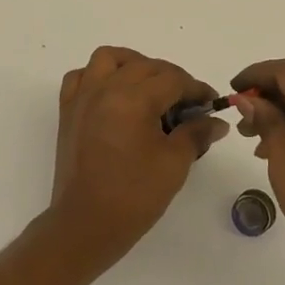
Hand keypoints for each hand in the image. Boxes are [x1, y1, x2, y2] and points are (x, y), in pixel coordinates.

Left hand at [49, 46, 226, 262]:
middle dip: (172, 78)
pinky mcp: (68, 111)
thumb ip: (195, 134)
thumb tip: (215, 121)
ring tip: (149, 87)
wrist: (85, 225)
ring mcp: (82, 98)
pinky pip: (80, 77)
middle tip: (187, 104)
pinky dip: (97, 77)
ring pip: (109, 59)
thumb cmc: (133, 196)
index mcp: (134, 99)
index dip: (197, 89)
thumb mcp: (174, 164)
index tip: (211, 103)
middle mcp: (105, 89)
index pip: (173, 79)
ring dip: (133, 65)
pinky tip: (112, 95)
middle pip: (145, 66)